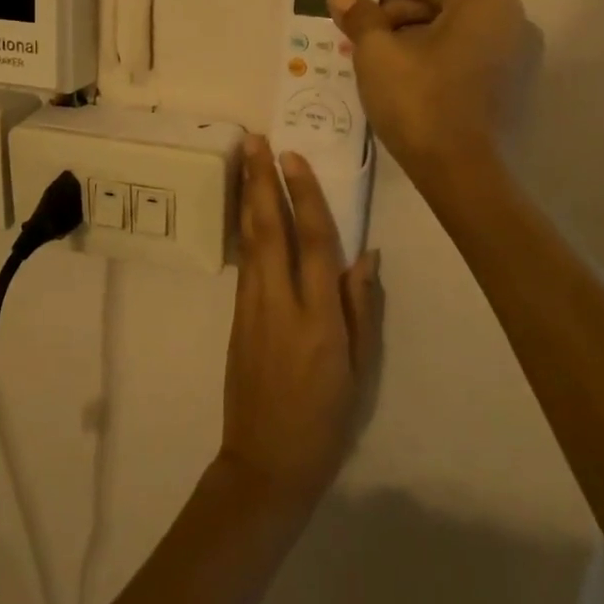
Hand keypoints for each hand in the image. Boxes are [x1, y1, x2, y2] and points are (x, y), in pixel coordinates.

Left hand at [218, 136, 380, 513]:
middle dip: (262, 181)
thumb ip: (361, 309)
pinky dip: (245, 228)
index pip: (314, 242)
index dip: (305, 196)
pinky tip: (246, 210)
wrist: (265, 463)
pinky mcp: (237, 317)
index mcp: (319, 318)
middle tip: (255, 140)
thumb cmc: (325, 420)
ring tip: (246, 160)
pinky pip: (245, 262)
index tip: (294, 158)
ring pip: (250, 241)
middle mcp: (281, 303)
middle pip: (271, 229)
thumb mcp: (359, 370)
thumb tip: (367, 255)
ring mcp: (252, 308)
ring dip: (248, 197)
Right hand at [327, 0, 533, 182]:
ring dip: (412, 38)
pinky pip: (466, 58)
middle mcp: (512, 20)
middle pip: (443, 4)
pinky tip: (402, 75)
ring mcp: (518, 57)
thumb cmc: (419, 100)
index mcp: (485, 1)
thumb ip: (360, 16)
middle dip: (396, 15)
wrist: (460, 173)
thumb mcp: (377, 53)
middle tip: (357, 30)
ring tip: (373, 55)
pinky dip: (435, 58)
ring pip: (454, 33)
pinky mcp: (512, 88)